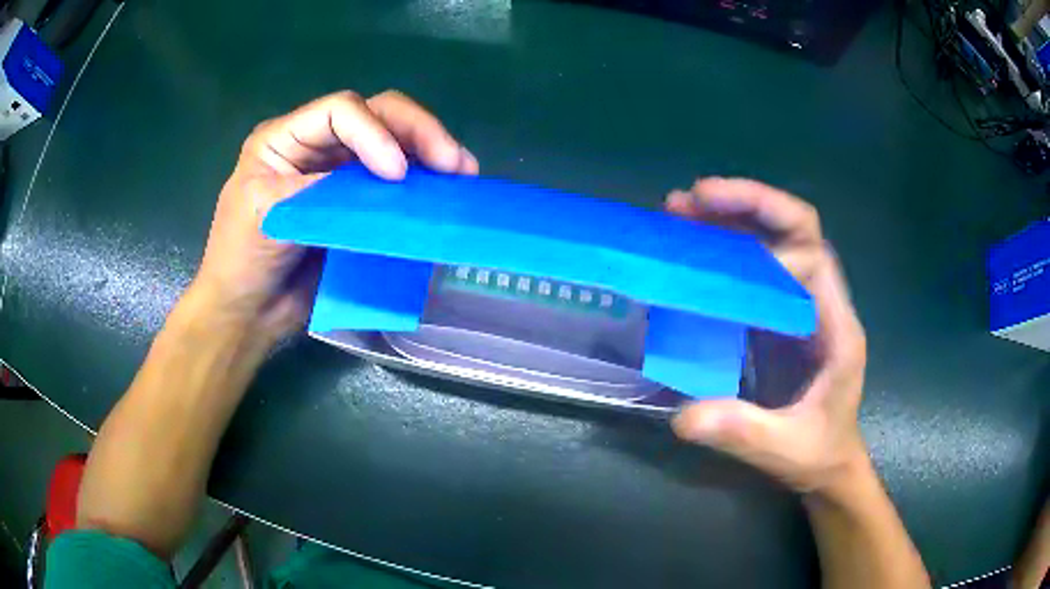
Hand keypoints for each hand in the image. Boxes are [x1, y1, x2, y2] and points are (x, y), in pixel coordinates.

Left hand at [190, 90, 478, 342]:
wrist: (247, 313)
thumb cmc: (243, 261)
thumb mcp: (270, 213)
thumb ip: (323, 188)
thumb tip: (389, 179)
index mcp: (285, 138)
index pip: (340, 111)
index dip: (374, 131)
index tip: (396, 173)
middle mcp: (317, 146)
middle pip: (376, 115)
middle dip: (418, 131)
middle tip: (454, 163)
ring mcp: (339, 173)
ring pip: (393, 142)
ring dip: (431, 151)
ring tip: (463, 173)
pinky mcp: (358, 204)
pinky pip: (395, 183)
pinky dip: (423, 183)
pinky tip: (447, 191)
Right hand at [665, 179, 868, 495]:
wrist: (830, 463)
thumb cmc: (817, 454)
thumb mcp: (783, 450)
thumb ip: (742, 433)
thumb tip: (684, 417)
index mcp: (838, 330)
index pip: (817, 263)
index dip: (774, 256)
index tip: (728, 270)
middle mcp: (824, 303)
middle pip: (800, 230)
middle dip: (752, 205)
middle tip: (698, 196)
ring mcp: (804, 304)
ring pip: (777, 238)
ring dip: (733, 215)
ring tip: (682, 206)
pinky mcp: (783, 312)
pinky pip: (758, 263)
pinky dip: (726, 243)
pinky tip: (693, 238)